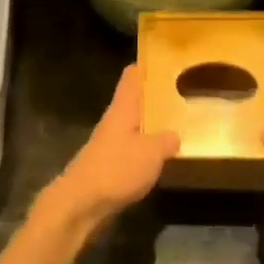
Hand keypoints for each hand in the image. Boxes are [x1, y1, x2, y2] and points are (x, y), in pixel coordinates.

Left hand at [38, 66, 178, 238]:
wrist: (80, 204)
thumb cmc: (115, 170)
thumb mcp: (151, 153)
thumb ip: (166, 141)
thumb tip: (175, 135)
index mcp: (122, 109)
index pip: (132, 76)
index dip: (147, 65)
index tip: (168, 59)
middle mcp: (114, 121)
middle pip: (134, 100)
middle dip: (155, 96)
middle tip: (183, 91)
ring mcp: (109, 143)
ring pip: (134, 124)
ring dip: (152, 123)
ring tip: (178, 122)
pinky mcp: (108, 165)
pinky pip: (132, 148)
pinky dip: (146, 147)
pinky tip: (161, 155)